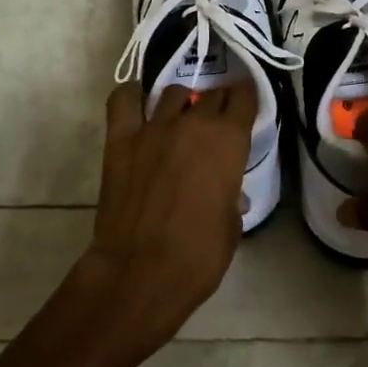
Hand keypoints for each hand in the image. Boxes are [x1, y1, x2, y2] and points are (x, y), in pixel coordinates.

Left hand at [74, 79, 257, 358]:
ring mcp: (154, 127)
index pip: (244, 98)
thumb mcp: (232, 225)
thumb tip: (226, 191)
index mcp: (228, 140)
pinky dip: (133, 98)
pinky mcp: (121, 138)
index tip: (245, 105)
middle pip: (211, 95)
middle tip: (216, 122)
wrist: (141, 272)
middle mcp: (193, 122)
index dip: (246, 98)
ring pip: (173, 93)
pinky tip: (140, 108)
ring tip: (180, 120)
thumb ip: (230, 194)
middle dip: (217, 104)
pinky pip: (124, 100)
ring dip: (181, 104)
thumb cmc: (199, 256)